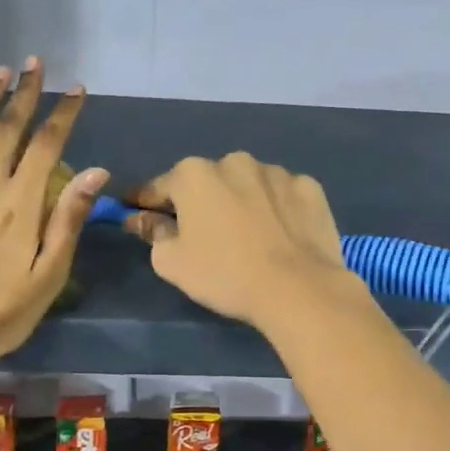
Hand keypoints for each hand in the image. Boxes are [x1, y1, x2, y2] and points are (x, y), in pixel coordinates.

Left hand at [0, 59, 106, 371]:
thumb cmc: (0, 313)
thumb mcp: (48, 275)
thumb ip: (69, 219)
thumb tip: (96, 172)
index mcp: (20, 204)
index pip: (47, 144)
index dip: (63, 113)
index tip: (75, 89)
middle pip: (7, 127)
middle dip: (25, 92)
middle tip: (35, 64)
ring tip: (0, 73)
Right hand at [124, 152, 350, 330]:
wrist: (298, 289)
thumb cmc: (225, 275)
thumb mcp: (172, 262)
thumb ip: (153, 233)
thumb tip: (142, 219)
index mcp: (194, 175)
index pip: (160, 187)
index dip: (147, 203)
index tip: (139, 213)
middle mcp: (234, 161)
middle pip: (208, 182)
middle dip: (202, 201)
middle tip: (205, 234)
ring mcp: (276, 171)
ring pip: (248, 184)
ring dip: (242, 201)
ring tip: (250, 236)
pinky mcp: (309, 186)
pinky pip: (283, 195)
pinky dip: (278, 208)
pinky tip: (281, 235)